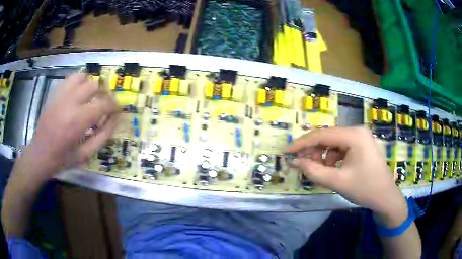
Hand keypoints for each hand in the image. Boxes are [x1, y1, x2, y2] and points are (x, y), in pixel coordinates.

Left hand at [21, 73, 119, 179]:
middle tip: (103, 105)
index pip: (104, 104)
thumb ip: (103, 136)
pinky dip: (76, 83)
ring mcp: (60, 96)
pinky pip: (68, 79)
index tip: (118, 110)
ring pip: (81, 76)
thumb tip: (117, 120)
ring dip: (89, 84)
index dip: (115, 105)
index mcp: (78, 120)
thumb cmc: (63, 158)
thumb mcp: (86, 154)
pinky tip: (76, 95)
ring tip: (89, 97)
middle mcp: (70, 102)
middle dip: (102, 94)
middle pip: (93, 85)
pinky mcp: (54, 94)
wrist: (40, 155)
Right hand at [286, 127, 406, 226]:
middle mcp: (357, 131)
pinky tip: (332, 169)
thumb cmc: (364, 189)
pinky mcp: (361, 145)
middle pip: (328, 137)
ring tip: (319, 170)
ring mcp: (361, 137)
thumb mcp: (337, 181)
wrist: (385, 198)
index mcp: (354, 135)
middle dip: (312, 151)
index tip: (286, 152)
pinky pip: (341, 148)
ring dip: (322, 156)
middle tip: (300, 164)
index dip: (301, 143)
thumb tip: (294, 162)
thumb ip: (313, 171)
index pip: (322, 135)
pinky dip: (332, 158)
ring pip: (334, 143)